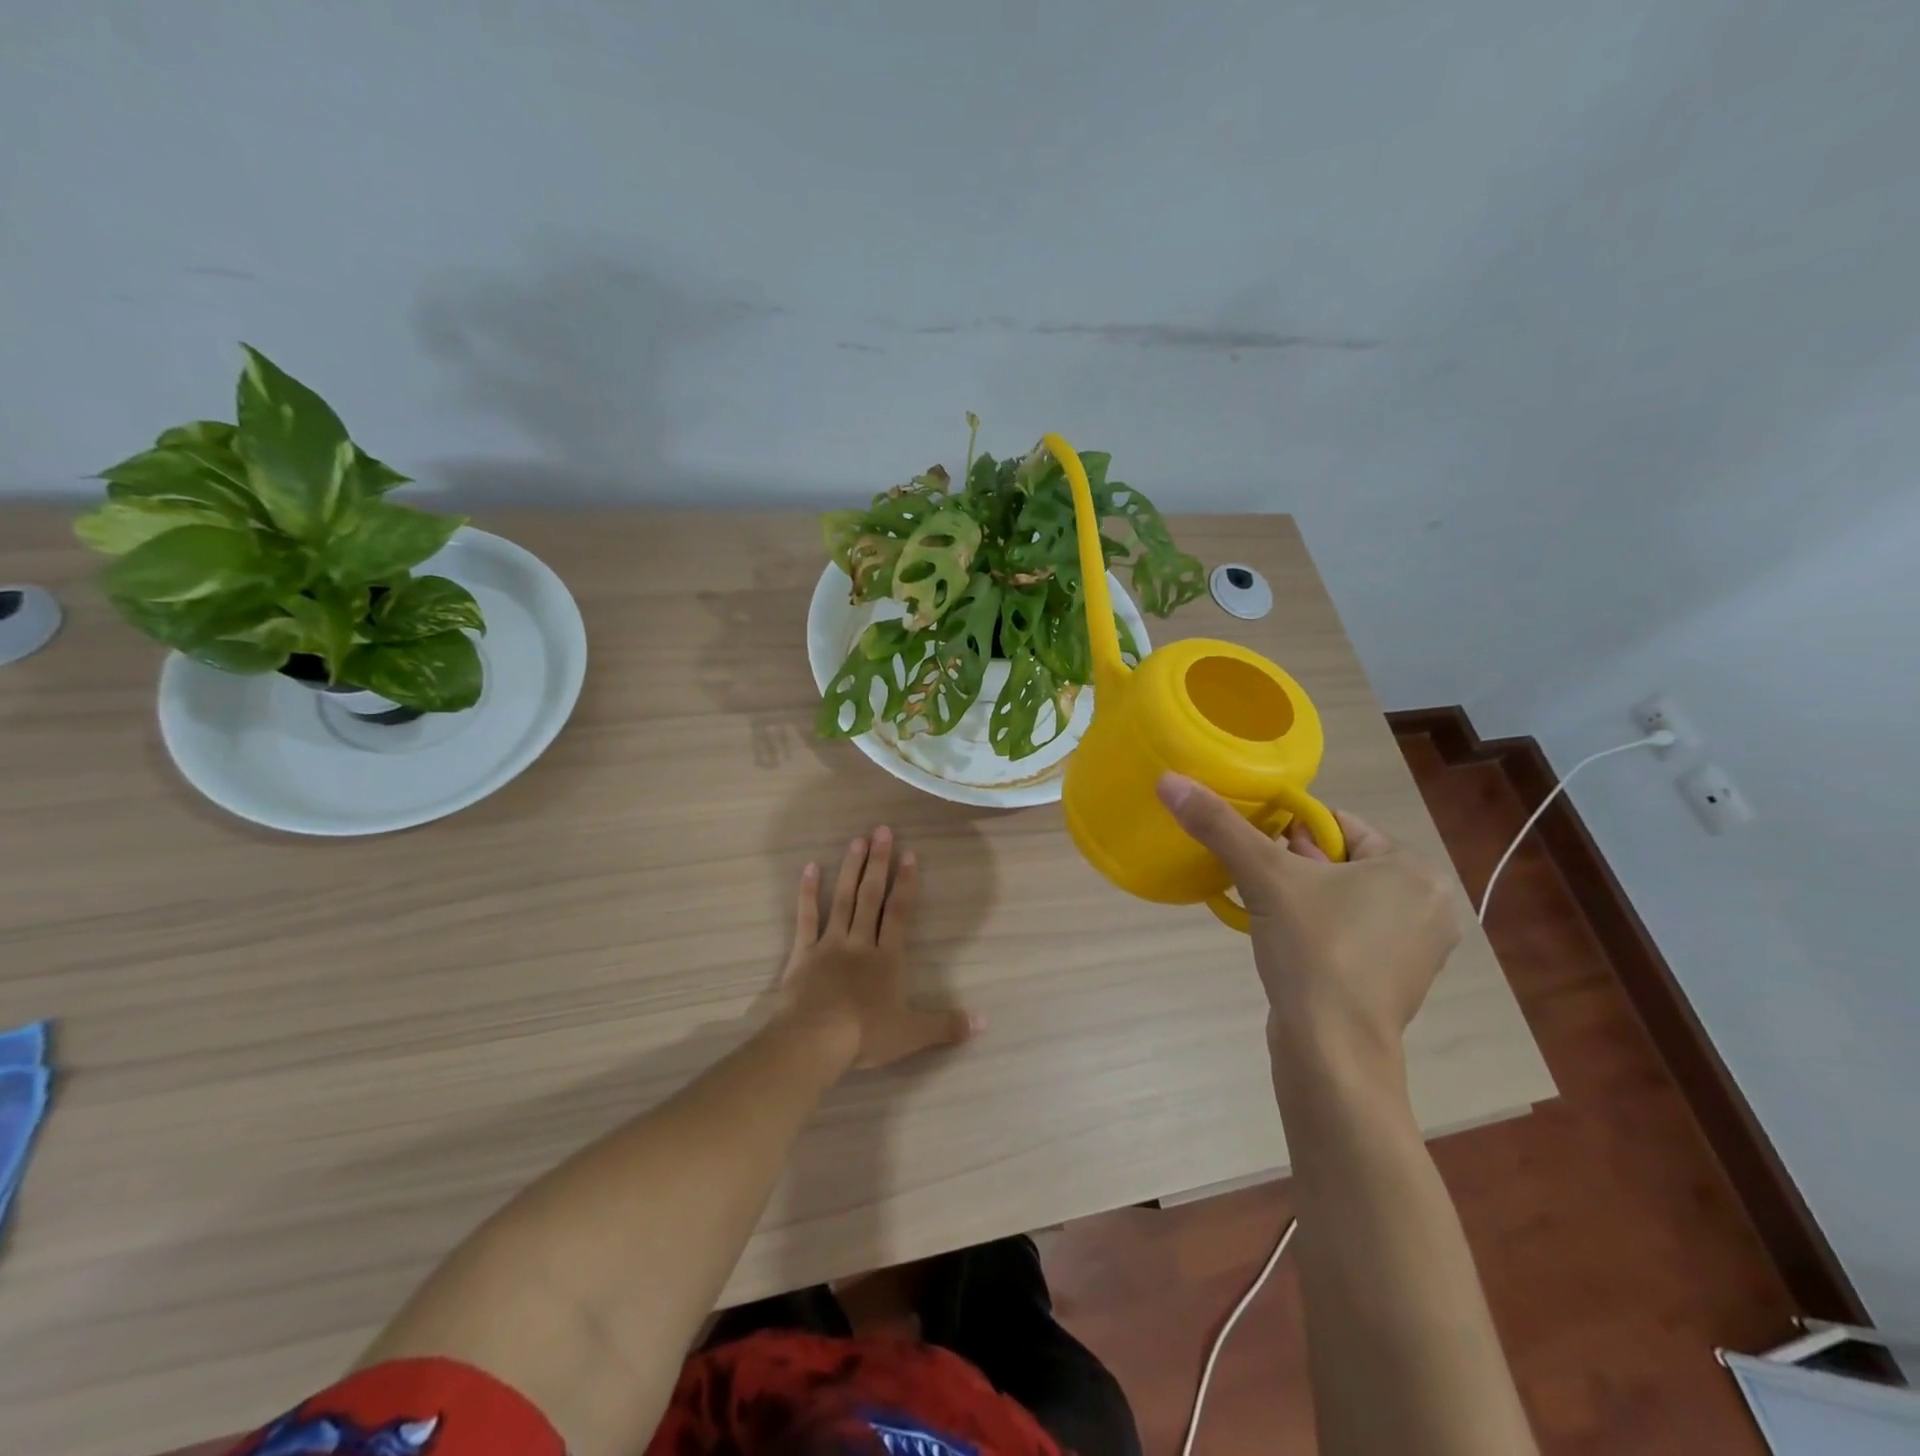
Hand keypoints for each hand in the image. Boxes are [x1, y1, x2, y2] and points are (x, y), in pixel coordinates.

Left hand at [778, 826, 980, 1071]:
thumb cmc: (865, 1035)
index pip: (899, 913)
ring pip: (842, 900)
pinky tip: (809, 868)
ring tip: (857, 840)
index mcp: (887, 959)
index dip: (906, 884)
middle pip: (870, 897)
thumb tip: (984, 1022)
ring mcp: (830, 945)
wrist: (815, 1040)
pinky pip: (806, 919)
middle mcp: (860, 943)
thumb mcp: (912, 1034)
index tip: (909, 854)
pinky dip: (807, 894)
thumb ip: (947, 1025)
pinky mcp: (803, 954)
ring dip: (850, 869)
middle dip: (878, 863)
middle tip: (882, 830)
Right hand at [1155, 774, 1461, 1062]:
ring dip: (1301, 896)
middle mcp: (1430, 905)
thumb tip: (1170, 780)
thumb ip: (1219, 825)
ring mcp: (1418, 948)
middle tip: (1259, 882)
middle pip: (1340, 860)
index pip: (1339, 825)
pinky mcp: (1398, 980)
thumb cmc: (1314, 951)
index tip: (1257, 850)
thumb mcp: (1264, 878)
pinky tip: (1287, 942)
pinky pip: (1350, 931)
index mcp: (1415, 870)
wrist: (1332, 1051)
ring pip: (1343, 896)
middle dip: (1294, 865)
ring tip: (1267, 911)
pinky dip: (1317, 927)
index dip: (1290, 830)